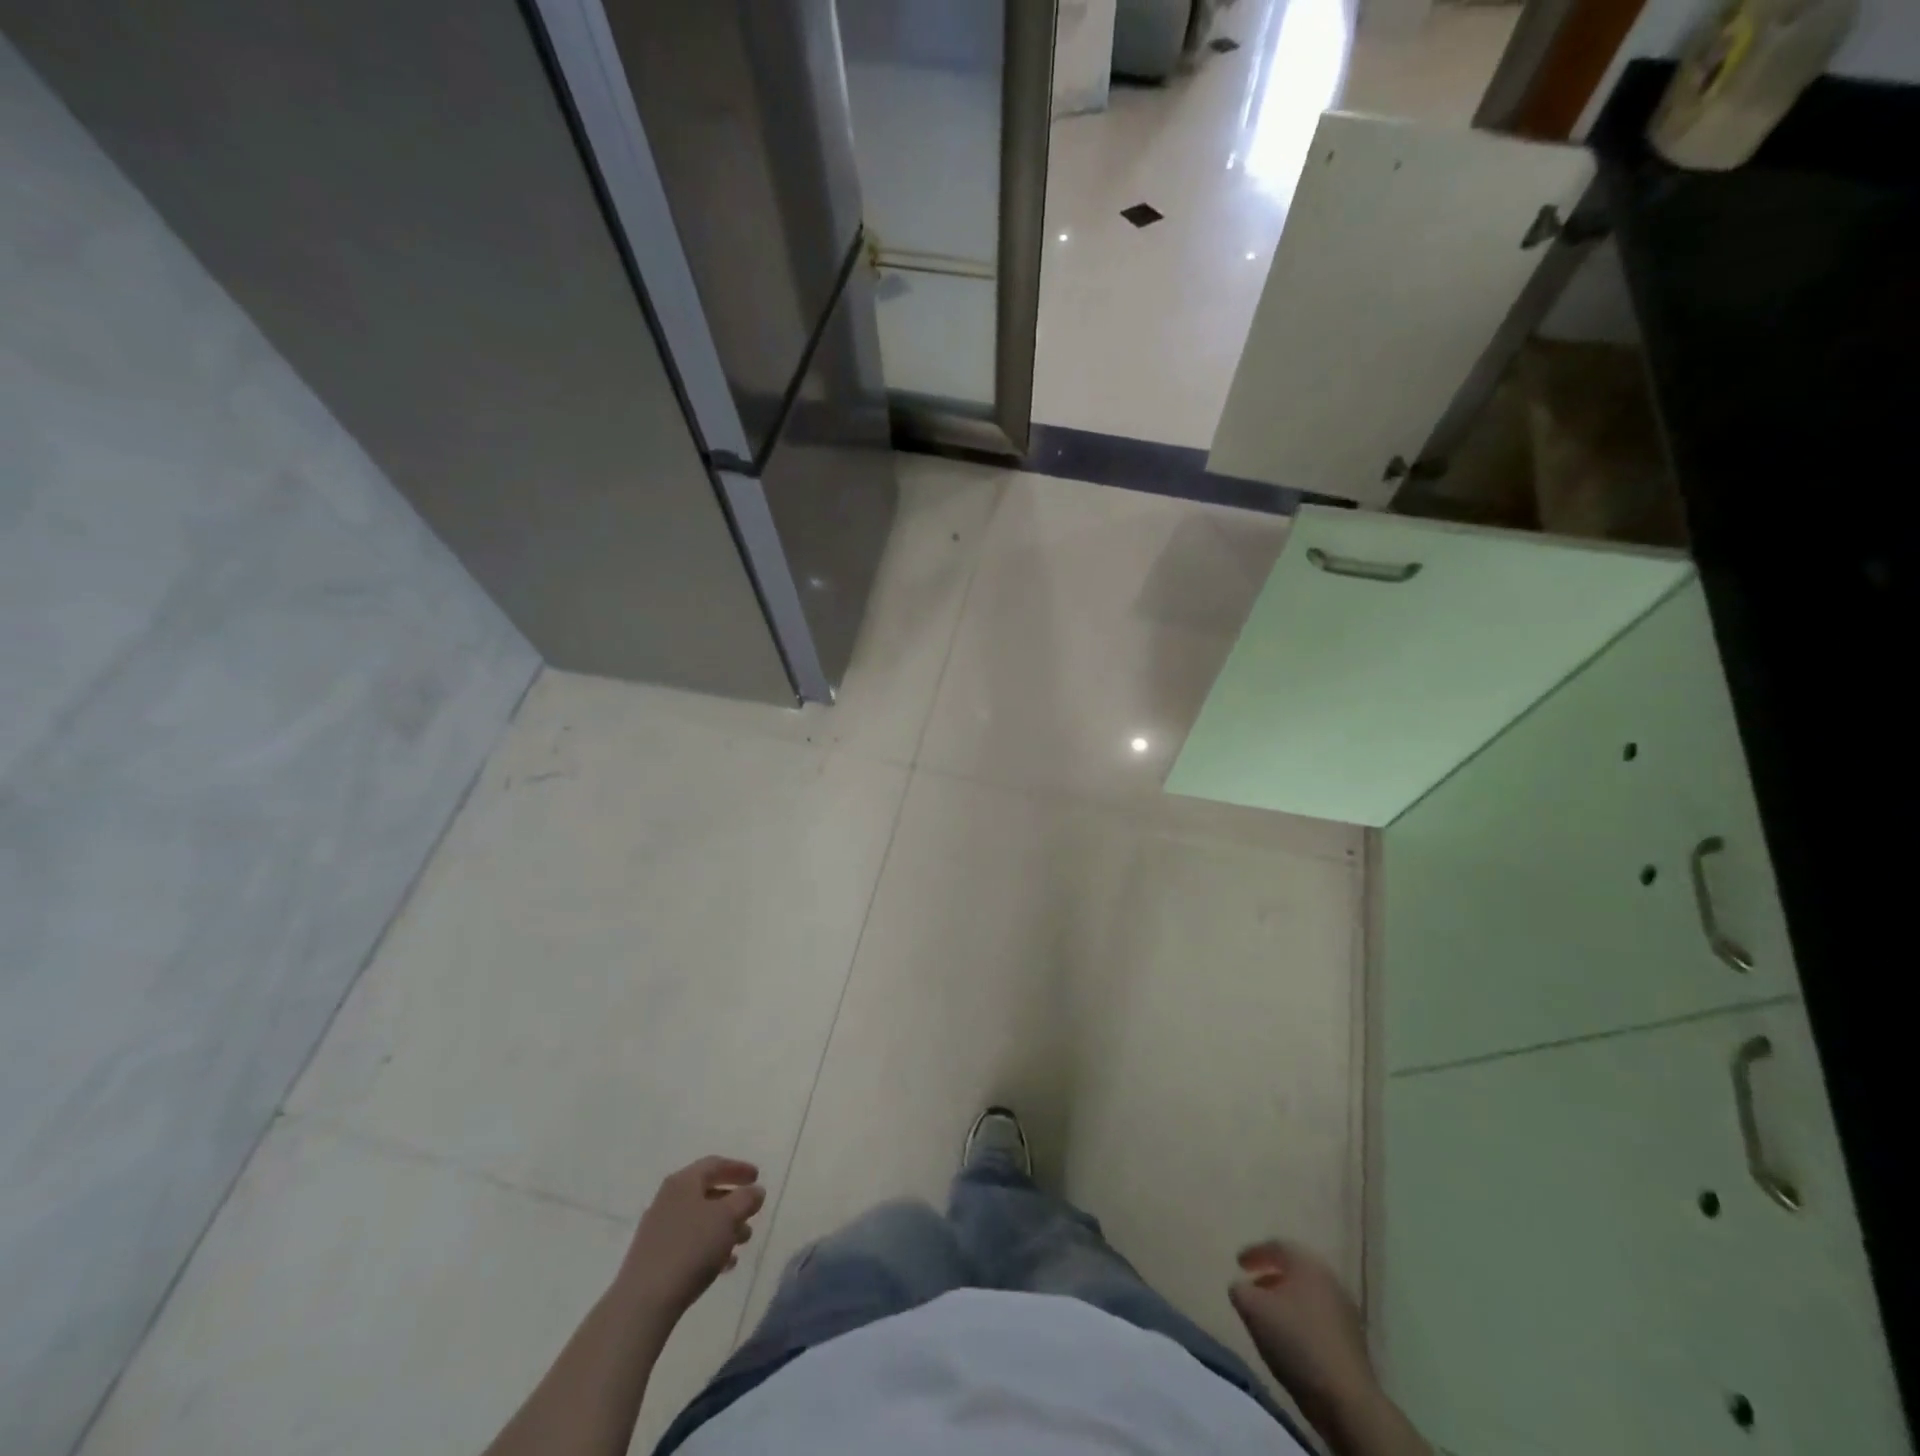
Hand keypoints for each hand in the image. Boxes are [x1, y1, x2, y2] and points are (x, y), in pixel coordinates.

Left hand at [617, 1156, 765, 1317]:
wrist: (644, 1302)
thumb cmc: (691, 1248)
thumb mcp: (727, 1218)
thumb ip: (746, 1199)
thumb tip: (755, 1191)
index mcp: (683, 1182)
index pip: (714, 1164)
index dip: (738, 1168)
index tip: (757, 1177)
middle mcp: (668, 1200)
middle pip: (706, 1192)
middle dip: (733, 1202)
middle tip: (752, 1212)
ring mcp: (658, 1230)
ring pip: (699, 1220)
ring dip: (724, 1227)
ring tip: (743, 1240)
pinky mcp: (654, 1258)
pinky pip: (689, 1243)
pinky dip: (709, 1246)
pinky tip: (724, 1264)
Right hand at [1229, 1240, 1376, 1423]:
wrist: (1346, 1399)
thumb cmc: (1295, 1341)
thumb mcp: (1253, 1310)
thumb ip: (1240, 1291)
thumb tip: (1240, 1287)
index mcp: (1307, 1264)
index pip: (1277, 1246)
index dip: (1254, 1252)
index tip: (1238, 1264)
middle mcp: (1329, 1279)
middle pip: (1295, 1270)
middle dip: (1271, 1276)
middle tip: (1252, 1286)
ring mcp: (1344, 1310)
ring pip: (1307, 1295)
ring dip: (1286, 1300)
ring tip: (1268, 1316)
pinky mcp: (1351, 1340)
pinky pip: (1318, 1317)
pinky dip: (1300, 1320)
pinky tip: (1290, 1338)